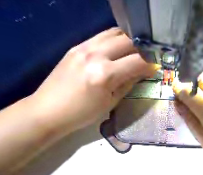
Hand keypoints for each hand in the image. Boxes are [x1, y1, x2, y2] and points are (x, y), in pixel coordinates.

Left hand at [28, 28, 155, 133]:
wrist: (48, 110)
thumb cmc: (82, 113)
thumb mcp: (110, 102)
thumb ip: (128, 84)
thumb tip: (141, 73)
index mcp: (105, 74)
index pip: (136, 61)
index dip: (149, 65)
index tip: (154, 69)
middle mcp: (95, 55)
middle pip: (127, 41)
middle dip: (141, 50)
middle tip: (144, 60)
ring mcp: (83, 47)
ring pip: (114, 33)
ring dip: (128, 41)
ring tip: (132, 53)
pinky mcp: (76, 46)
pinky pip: (100, 36)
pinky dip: (113, 40)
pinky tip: (116, 51)